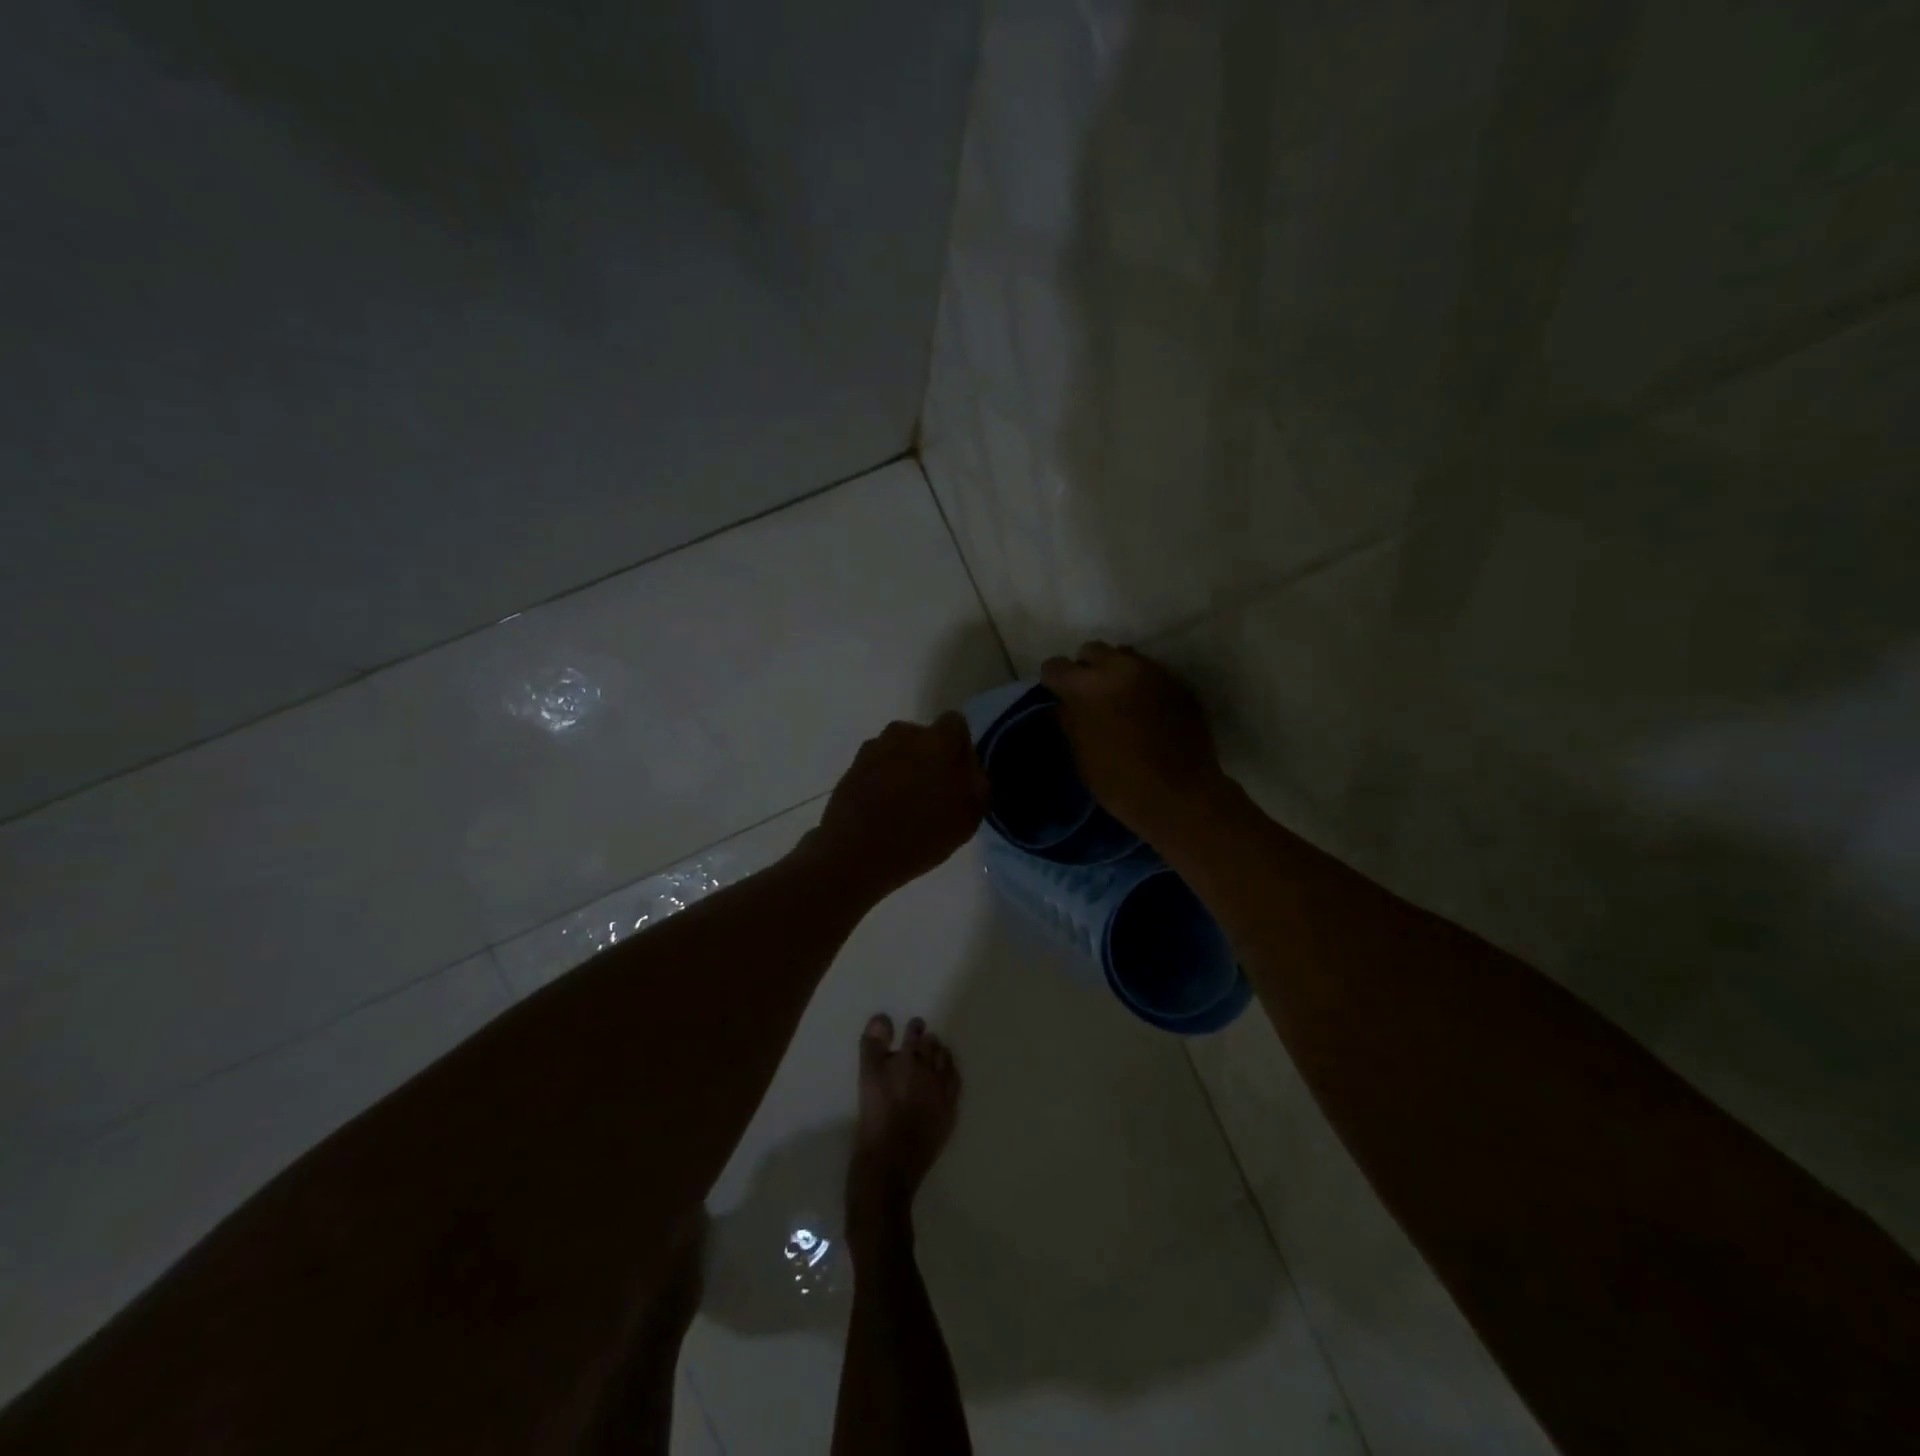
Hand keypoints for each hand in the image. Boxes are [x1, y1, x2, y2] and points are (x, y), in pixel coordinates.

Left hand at [809, 712, 989, 898]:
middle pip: (925, 738)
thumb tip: (970, 768)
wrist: (855, 854)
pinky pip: (876, 767)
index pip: (956, 724)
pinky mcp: (851, 767)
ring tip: (905, 805)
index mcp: (938, 740)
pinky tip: (883, 811)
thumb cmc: (921, 835)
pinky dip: (882, 781)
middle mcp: (904, 733)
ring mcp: (873, 749)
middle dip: (930, 758)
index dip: (960, 748)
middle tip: (933, 793)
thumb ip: (977, 783)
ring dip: (904, 768)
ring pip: (899, 751)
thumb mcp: (969, 817)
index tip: (959, 776)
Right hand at [1040, 643, 1226, 838]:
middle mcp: (1120, 669)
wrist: (1180, 796)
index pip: (1055, 666)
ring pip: (1125, 656)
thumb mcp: (1081, 755)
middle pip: (1092, 650)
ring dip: (1116, 672)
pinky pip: (1152, 673)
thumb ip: (1069, 721)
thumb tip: (1064, 704)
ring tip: (1119, 699)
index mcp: (1087, 687)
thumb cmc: (1120, 784)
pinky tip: (1146, 712)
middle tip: (1089, 695)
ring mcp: (1154, 673)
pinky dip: (1143, 685)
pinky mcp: (1179, 684)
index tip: (1057, 696)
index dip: (1053, 682)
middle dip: (1085, 668)